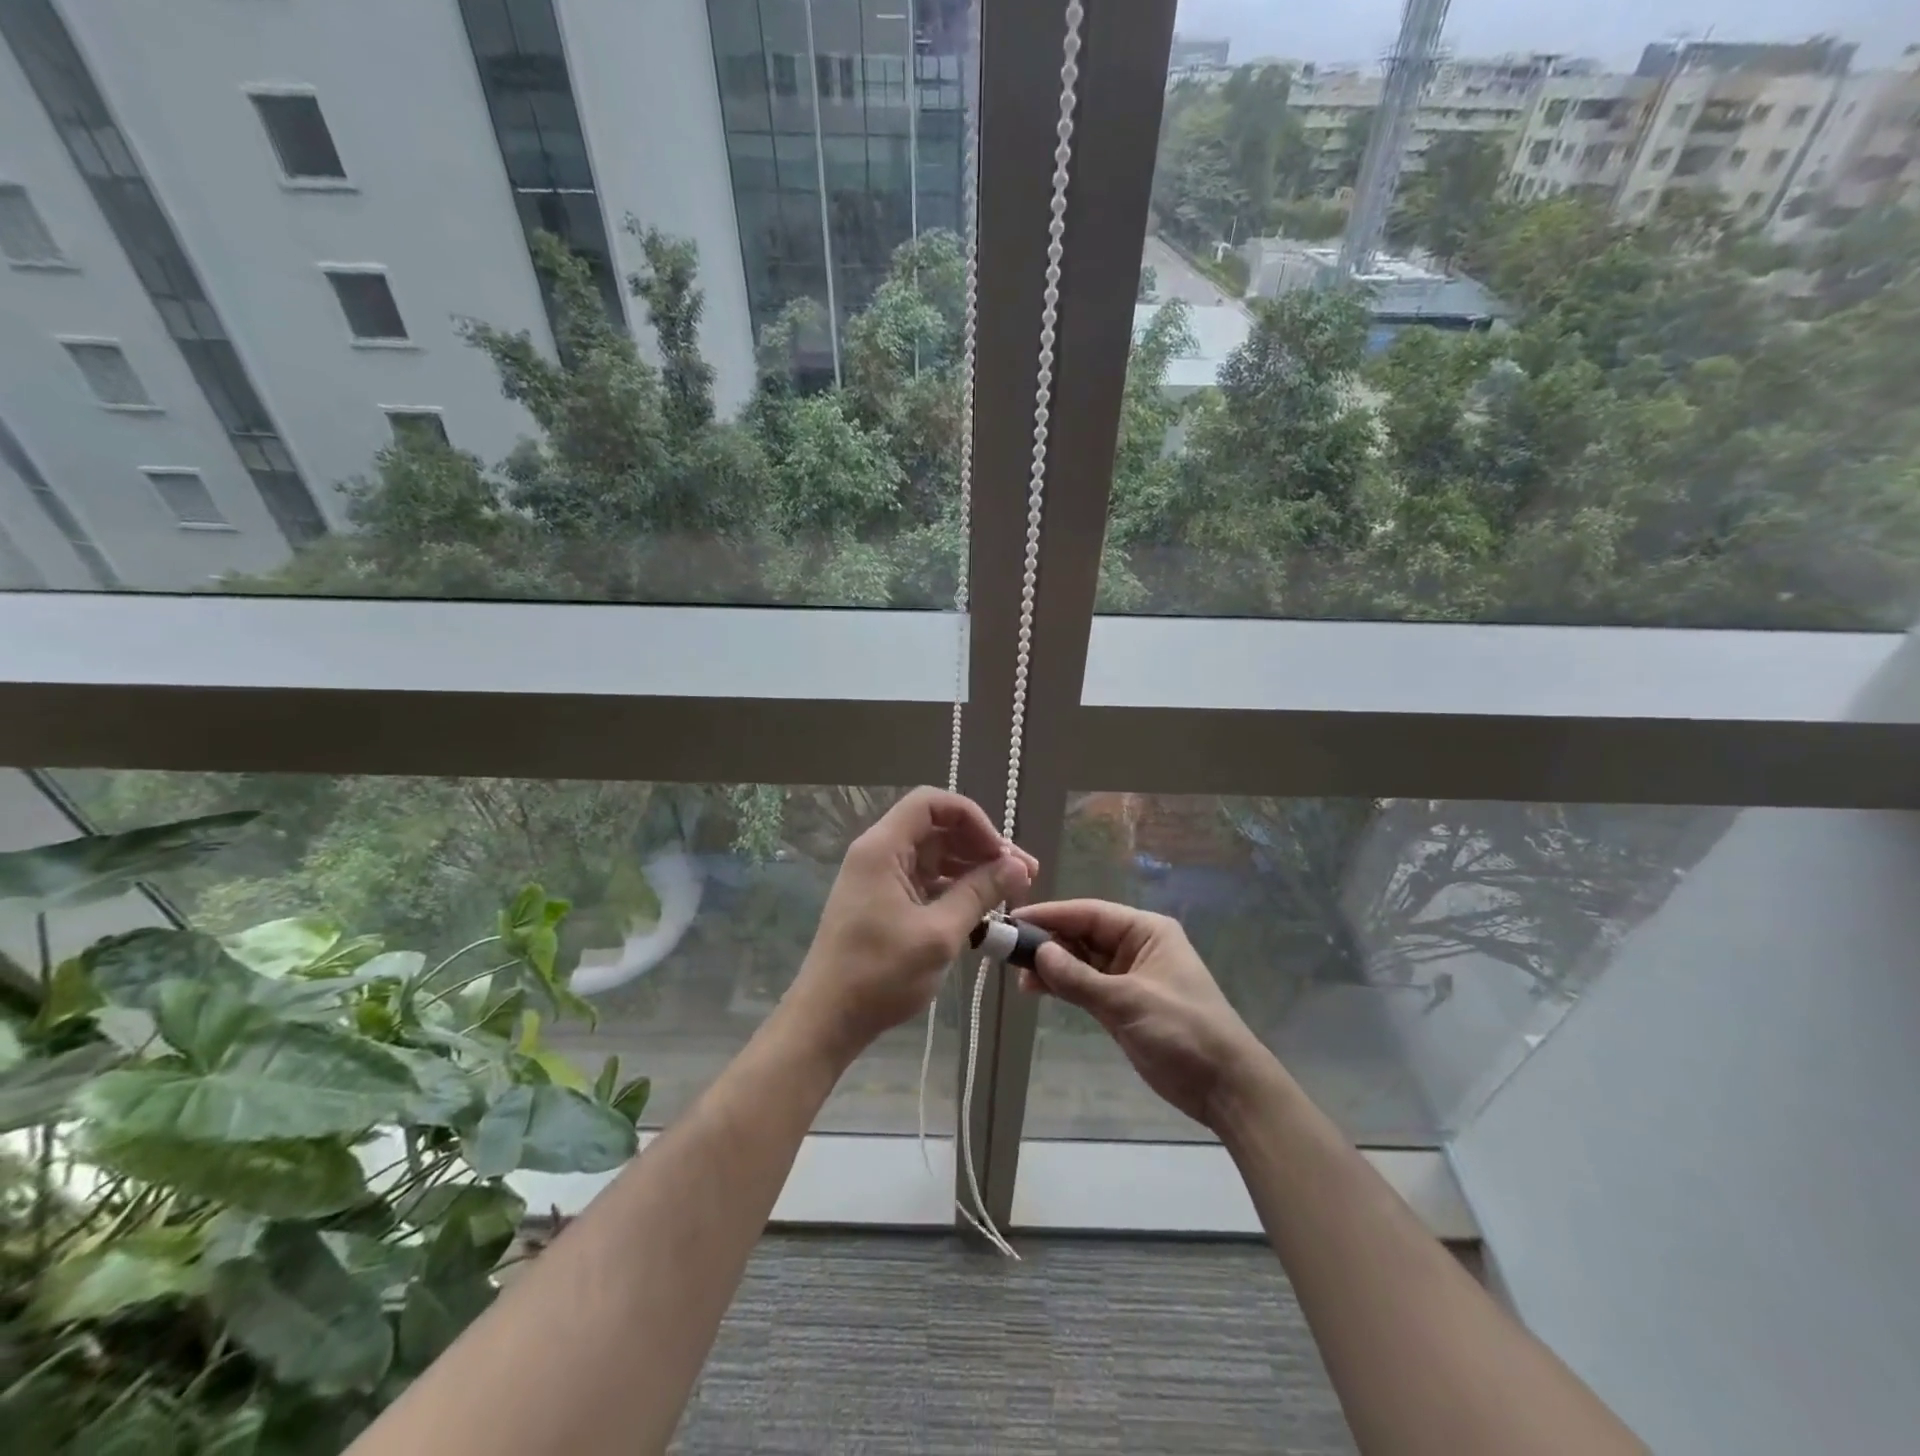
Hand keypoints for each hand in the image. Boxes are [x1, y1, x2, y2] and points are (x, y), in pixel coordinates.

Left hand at [787, 788, 1035, 1063]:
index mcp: (883, 848)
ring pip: (935, 856)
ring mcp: (881, 879)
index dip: (972, 818)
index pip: (931, 803)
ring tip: (1012, 892)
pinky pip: (926, 881)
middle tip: (1024, 874)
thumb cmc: (879, 974)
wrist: (827, 1020)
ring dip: (973, 868)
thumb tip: (1019, 866)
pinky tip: (984, 909)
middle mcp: (880, 854)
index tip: (1000, 851)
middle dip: (981, 846)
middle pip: (937, 829)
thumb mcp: (938, 934)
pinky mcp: (885, 902)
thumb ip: (979, 894)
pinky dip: (955, 889)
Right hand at [1014, 900, 1273, 1130]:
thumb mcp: (1128, 1002)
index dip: (1051, 915)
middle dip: (1048, 942)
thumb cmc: (1183, 1032)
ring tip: (1018, 977)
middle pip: (1082, 934)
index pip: (1090, 913)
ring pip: (1080, 961)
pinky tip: (1037, 989)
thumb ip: (1079, 978)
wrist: (1226, 1087)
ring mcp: (1128, 976)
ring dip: (1052, 966)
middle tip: (1008, 952)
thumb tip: (1038, 952)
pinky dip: (1063, 986)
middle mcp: (1135, 946)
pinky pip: (1085, 985)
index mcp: (1145, 931)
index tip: (1014, 919)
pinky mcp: (1122, 1004)